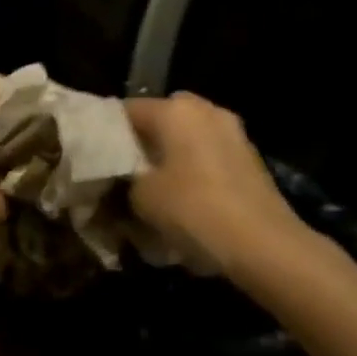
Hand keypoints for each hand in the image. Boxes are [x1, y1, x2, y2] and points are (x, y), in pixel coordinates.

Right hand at [124, 92, 310, 284]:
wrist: (264, 245)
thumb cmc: (193, 210)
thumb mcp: (140, 197)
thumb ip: (122, 178)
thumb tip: (120, 177)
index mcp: (174, 110)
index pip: (125, 110)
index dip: (105, 133)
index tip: (92, 157)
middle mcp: (205, 110)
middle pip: (159, 120)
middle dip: (140, 142)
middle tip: (122, 171)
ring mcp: (232, 132)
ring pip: (186, 137)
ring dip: (168, 156)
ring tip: (150, 187)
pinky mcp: (249, 158)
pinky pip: (207, 155)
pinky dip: (191, 169)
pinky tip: (181, 197)